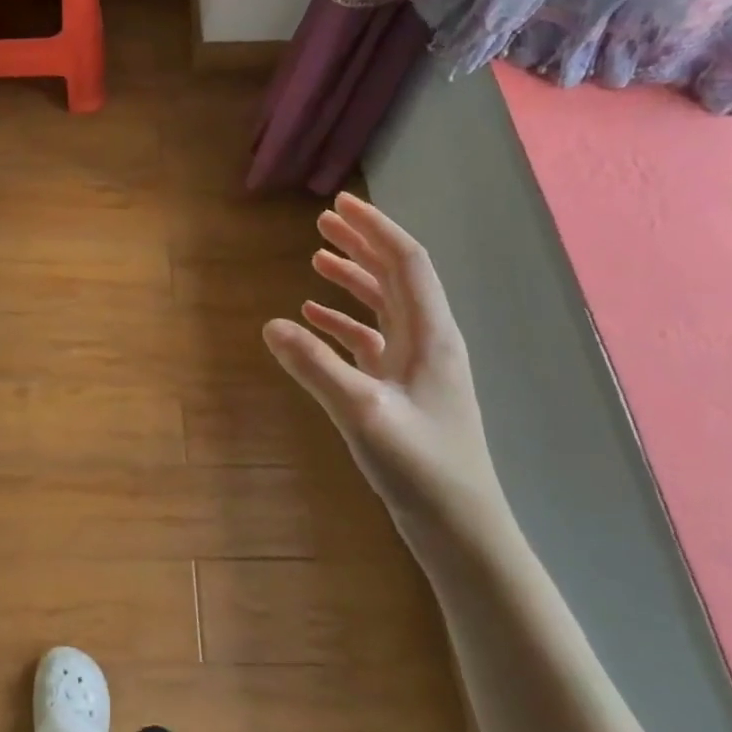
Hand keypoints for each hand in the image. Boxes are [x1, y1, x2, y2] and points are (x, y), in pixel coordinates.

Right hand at [263, 193, 514, 549]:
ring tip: (317, 257)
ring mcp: (417, 366)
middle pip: (396, 276)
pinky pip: (373, 340)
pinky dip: (345, 321)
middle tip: (323, 221)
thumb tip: (271, 324)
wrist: (460, 528)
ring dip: (353, 278)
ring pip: (385, 306)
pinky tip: (315, 318)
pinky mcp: (404, 390)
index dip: (374, 229)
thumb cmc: (420, 467)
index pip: (406, 263)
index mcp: (431, 335)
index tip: (340, 203)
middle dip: (362, 244)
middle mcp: (429, 341)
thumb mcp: (361, 413)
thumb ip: (316, 366)